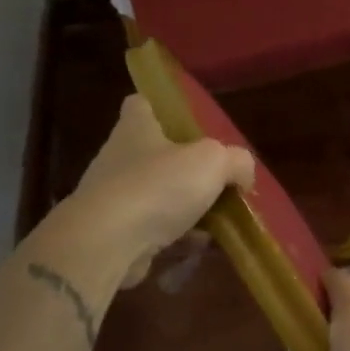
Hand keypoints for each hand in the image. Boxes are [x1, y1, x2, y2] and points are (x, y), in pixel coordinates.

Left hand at [65, 95, 255, 286]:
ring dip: (183, 206)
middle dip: (185, 167)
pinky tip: (198, 245)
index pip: (141, 104)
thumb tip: (243, 174)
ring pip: (156, 195)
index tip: (187, 122)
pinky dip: (174, 237)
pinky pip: (151, 229)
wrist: (106, 243)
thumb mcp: (213, 161)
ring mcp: (112, 197)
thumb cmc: (158, 186)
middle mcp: (119, 158)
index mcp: (136, 128)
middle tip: (217, 178)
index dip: (162, 107)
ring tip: (217, 219)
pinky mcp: (113, 233)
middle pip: (155, 153)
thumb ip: (236, 161)